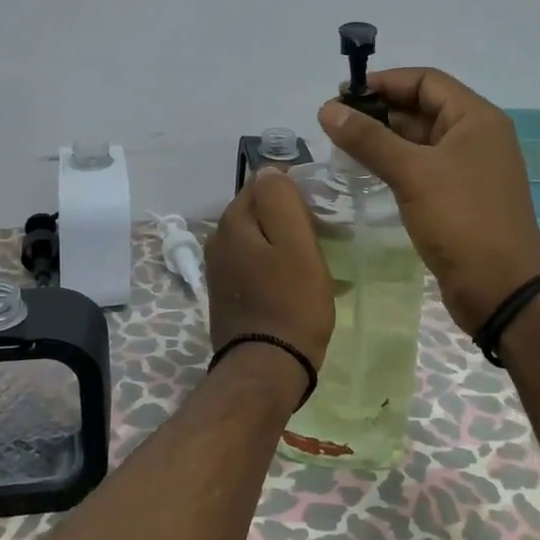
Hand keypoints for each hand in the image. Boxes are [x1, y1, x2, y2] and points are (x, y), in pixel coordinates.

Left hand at [204, 168, 335, 395]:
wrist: (267, 369)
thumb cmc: (291, 303)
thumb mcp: (296, 243)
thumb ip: (281, 199)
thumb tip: (269, 170)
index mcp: (232, 221)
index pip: (261, 182)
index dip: (292, 187)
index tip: (320, 205)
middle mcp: (218, 239)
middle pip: (256, 209)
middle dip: (285, 213)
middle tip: (321, 230)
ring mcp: (219, 269)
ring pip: (255, 237)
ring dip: (280, 240)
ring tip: (312, 256)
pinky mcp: (226, 294)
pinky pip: (252, 263)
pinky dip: (272, 263)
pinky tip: (293, 280)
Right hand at [318, 68, 539, 332]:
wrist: (502, 289)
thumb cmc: (461, 219)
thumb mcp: (412, 173)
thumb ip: (368, 138)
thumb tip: (327, 109)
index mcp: (476, 118)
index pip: (426, 81)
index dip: (385, 82)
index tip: (343, 94)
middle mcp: (476, 136)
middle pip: (423, 107)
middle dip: (380, 110)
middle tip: (335, 123)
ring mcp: (469, 168)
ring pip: (421, 139)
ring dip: (384, 138)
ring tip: (342, 145)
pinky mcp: (460, 197)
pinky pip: (423, 167)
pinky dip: (396, 163)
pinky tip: (366, 171)